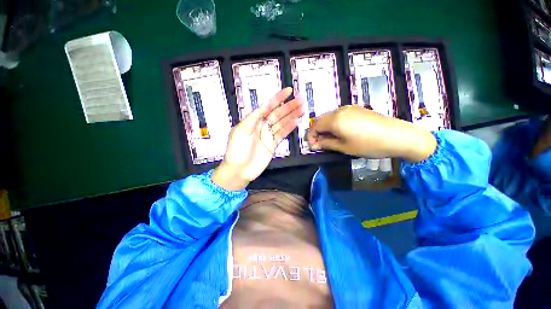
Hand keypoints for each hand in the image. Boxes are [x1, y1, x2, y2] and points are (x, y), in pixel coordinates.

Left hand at [212, 88, 303, 190]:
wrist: (239, 170)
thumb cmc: (236, 150)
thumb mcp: (240, 131)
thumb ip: (252, 118)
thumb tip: (264, 107)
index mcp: (253, 120)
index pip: (267, 106)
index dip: (277, 98)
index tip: (289, 91)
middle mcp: (262, 125)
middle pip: (277, 113)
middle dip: (288, 106)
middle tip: (301, 100)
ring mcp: (268, 135)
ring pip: (282, 122)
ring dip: (292, 115)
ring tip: (302, 108)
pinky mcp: (273, 144)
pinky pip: (282, 134)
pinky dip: (289, 127)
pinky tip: (297, 121)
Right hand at [308, 105, 436, 161]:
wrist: (397, 135)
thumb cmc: (368, 144)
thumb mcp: (344, 147)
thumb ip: (326, 144)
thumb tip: (314, 145)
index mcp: (334, 120)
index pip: (315, 126)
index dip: (311, 136)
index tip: (313, 146)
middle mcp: (339, 110)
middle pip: (320, 120)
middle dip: (317, 132)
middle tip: (320, 143)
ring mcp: (349, 108)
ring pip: (329, 117)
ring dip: (325, 127)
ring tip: (330, 139)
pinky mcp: (357, 109)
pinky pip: (339, 115)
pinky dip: (334, 123)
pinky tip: (340, 132)